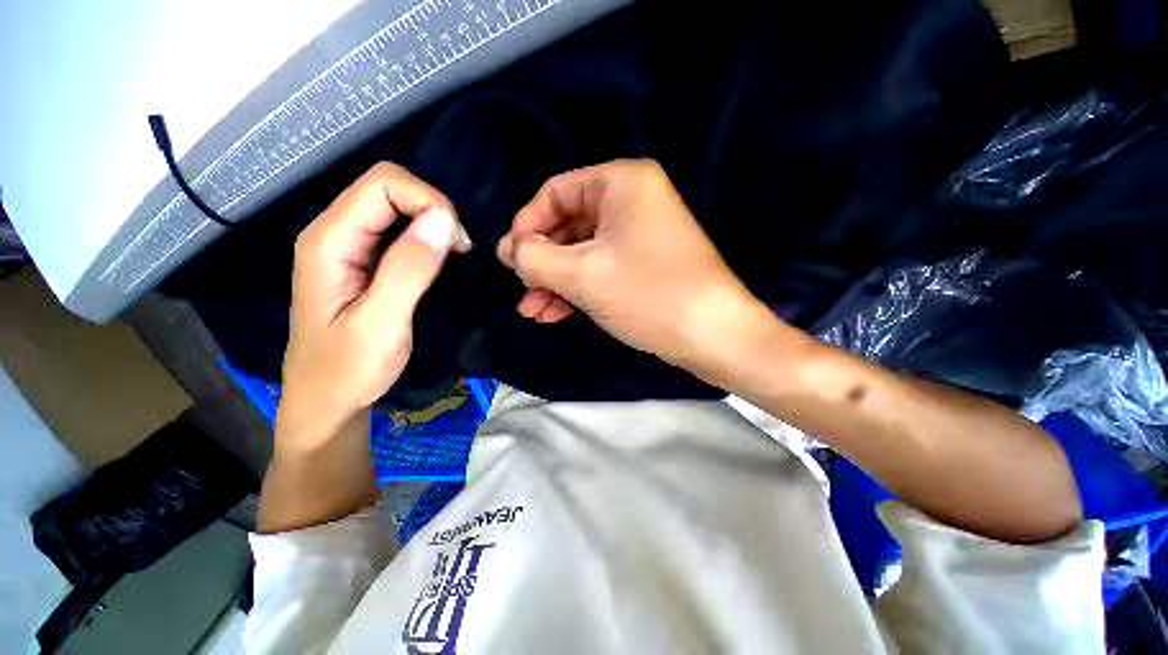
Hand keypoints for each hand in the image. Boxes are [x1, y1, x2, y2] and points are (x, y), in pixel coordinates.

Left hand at [280, 163, 470, 441]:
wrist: (327, 399)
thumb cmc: (348, 368)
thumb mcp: (381, 324)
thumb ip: (408, 270)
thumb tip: (443, 220)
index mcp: (329, 241)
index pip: (382, 183)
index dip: (427, 200)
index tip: (456, 241)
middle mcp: (334, 232)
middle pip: (388, 187)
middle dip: (433, 209)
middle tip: (458, 250)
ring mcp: (348, 245)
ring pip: (396, 206)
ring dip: (433, 224)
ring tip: (453, 257)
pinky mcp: (363, 259)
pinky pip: (398, 229)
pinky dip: (427, 237)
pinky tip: (439, 261)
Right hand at [496, 159, 766, 370]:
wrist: (713, 336)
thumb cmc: (647, 294)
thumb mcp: (581, 275)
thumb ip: (534, 258)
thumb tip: (507, 249)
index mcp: (622, 184)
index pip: (556, 193)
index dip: (527, 225)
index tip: (511, 259)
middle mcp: (633, 201)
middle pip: (568, 225)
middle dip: (541, 262)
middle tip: (521, 291)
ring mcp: (640, 234)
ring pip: (582, 252)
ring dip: (555, 281)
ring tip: (533, 310)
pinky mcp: (644, 264)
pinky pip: (601, 268)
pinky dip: (577, 288)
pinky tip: (555, 312)